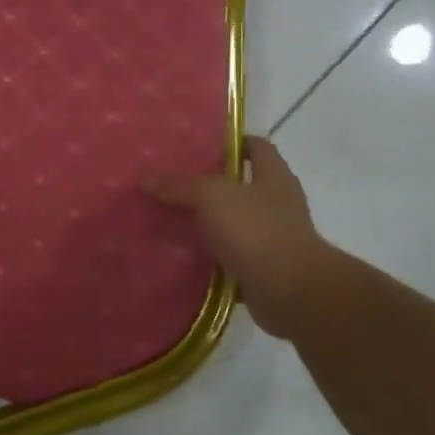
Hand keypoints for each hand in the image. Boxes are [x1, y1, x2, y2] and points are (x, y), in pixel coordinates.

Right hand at [150, 136, 331, 338]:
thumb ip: (179, 187)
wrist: (289, 291)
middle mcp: (277, 205)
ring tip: (169, 220)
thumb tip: (145, 180)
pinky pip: (229, 258)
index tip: (199, 145)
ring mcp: (272, 239)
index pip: (257, 147)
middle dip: (208, 186)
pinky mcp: (262, 269)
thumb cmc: (256, 230)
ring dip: (206, 224)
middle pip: (241, 186)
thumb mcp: (211, 197)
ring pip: (232, 224)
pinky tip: (181, 256)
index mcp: (274, 177)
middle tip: (172, 183)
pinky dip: (209, 258)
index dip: (232, 142)